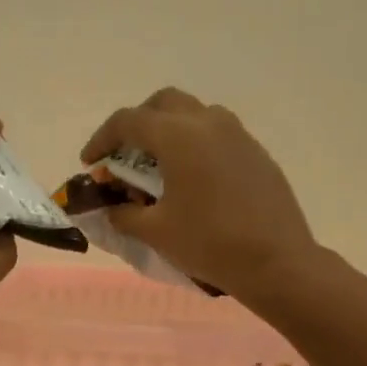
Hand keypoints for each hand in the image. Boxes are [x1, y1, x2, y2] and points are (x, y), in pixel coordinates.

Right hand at [80, 88, 320, 301]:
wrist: (276, 261)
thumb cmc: (209, 243)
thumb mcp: (156, 232)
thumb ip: (125, 214)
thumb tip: (112, 208)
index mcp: (179, 136)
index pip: (128, 121)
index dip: (102, 139)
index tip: (90, 163)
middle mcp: (208, 122)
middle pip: (163, 104)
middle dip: (137, 124)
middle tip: (124, 155)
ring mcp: (238, 135)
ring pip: (194, 115)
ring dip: (169, 131)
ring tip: (159, 167)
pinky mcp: (256, 153)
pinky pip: (218, 136)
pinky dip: (195, 146)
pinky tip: (193, 181)